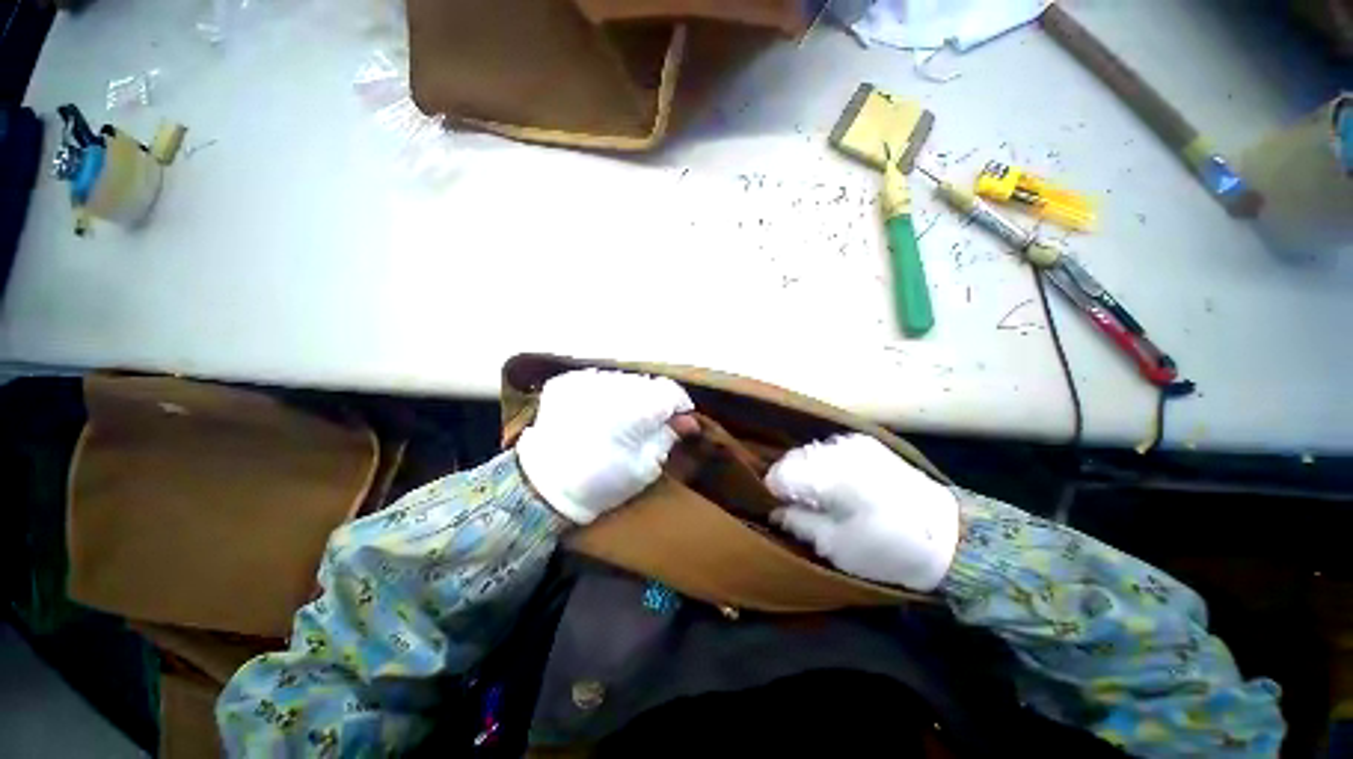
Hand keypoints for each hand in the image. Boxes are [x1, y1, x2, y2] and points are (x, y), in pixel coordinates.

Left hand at [516, 369, 697, 524]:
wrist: (543, 487)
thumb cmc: (601, 483)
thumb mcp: (645, 468)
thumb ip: (668, 437)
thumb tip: (687, 420)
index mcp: (636, 408)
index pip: (670, 390)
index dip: (680, 404)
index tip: (679, 419)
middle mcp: (612, 385)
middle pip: (647, 384)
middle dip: (653, 401)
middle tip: (648, 424)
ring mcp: (586, 380)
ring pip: (623, 379)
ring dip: (628, 395)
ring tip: (620, 418)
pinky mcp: (566, 381)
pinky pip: (597, 380)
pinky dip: (603, 393)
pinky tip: (598, 412)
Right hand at [766, 434, 959, 591]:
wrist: (953, 537)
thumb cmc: (890, 549)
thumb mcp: (836, 547)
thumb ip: (797, 523)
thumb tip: (774, 511)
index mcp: (828, 473)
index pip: (778, 473)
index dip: (775, 494)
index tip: (785, 512)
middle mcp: (836, 448)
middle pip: (792, 459)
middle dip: (792, 483)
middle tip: (806, 509)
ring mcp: (853, 442)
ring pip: (810, 453)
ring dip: (809, 474)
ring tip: (826, 499)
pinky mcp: (867, 444)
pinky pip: (830, 451)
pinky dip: (826, 466)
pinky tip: (842, 486)